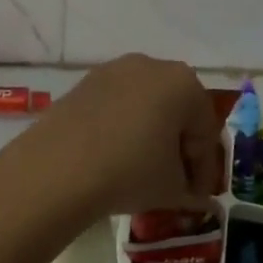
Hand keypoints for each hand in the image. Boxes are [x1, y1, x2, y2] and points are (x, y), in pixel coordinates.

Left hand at [14, 54, 222, 216]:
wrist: (57, 168)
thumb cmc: (129, 172)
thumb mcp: (172, 189)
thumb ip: (192, 191)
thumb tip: (196, 197)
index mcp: (184, 83)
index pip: (205, 131)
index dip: (204, 168)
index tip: (198, 196)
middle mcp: (152, 65)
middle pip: (176, 111)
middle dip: (179, 147)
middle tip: (176, 182)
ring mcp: (114, 69)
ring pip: (145, 105)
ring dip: (151, 135)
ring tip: (143, 170)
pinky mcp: (84, 82)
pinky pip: (116, 105)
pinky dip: (122, 127)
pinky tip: (114, 157)